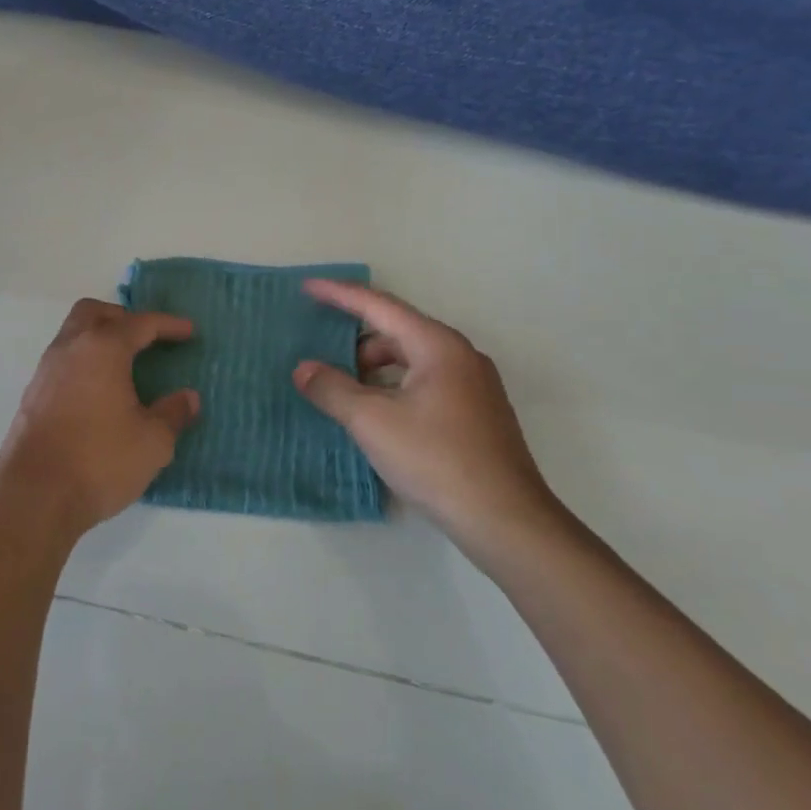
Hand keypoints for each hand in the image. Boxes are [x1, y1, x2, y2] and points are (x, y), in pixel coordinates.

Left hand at [0, 299, 199, 541]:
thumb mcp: (152, 442)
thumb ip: (172, 414)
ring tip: (124, 366)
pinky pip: (63, 361)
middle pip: (95, 313)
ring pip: (73, 334)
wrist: (33, 495)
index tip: (189, 331)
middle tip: (146, 339)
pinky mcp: (32, 395)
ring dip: (99, 339)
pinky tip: (99, 393)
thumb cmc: (99, 461)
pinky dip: (84, 363)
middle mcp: (70, 348)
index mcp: (103, 349)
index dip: (168, 325)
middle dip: (123, 318)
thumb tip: (187, 398)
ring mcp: (46, 370)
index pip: (140, 324)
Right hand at [293, 280, 564, 560]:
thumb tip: (303, 369)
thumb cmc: (437, 460)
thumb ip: (332, 389)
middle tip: (320, 353)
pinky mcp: (476, 414)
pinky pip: (424, 382)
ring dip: (373, 368)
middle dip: (354, 340)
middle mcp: (460, 356)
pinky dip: (393, 386)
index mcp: (437, 346)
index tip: (307, 287)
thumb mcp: (372, 422)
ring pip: (411, 360)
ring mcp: (473, 386)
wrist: (507, 522)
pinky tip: (375, 413)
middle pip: (396, 332)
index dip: (339, 294)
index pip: (379, 306)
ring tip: (342, 390)